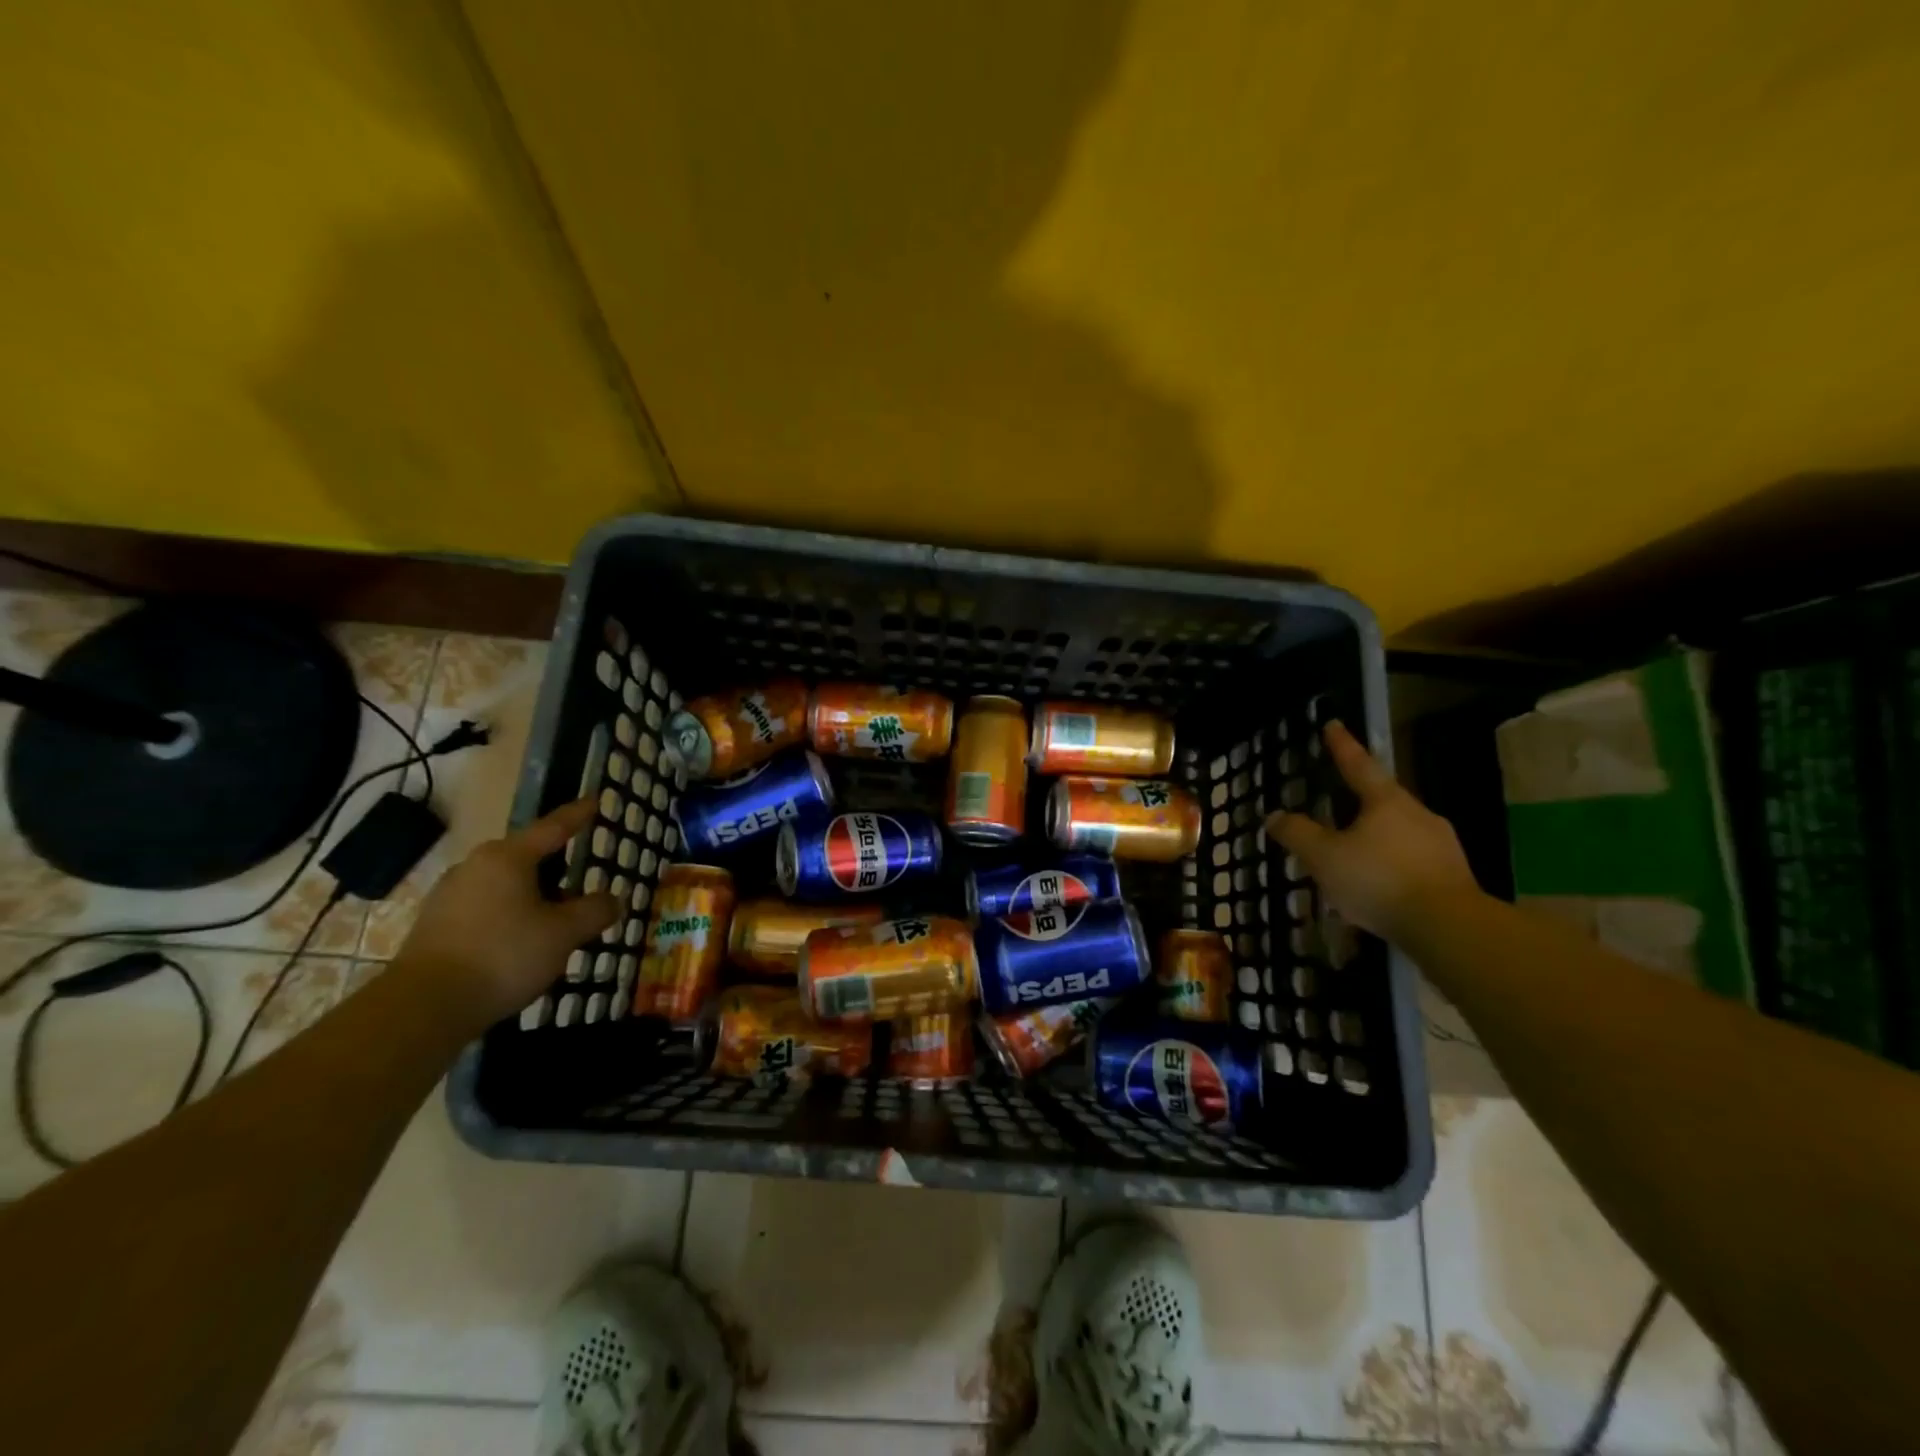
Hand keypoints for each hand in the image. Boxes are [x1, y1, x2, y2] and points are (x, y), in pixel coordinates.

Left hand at [395, 797, 617, 1026]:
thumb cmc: (503, 956)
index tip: (595, 800)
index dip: (578, 815)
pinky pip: (486, 910)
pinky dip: (510, 918)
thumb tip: (613, 900)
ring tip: (556, 923)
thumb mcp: (563, 934)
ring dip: (533, 898)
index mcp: (507, 857)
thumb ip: (594, 911)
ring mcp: (450, 896)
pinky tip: (522, 944)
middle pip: (527, 858)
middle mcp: (475, 866)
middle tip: (582, 881)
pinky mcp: (435, 926)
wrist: (422, 1008)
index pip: (553, 827)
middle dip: (556, 869)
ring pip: (506, 886)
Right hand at [1267, 721, 1478, 942]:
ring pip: (1399, 831)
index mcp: (1386, 802)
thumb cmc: (1379, 880)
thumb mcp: (1324, 857)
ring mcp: (1440, 845)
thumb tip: (1274, 816)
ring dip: (1375, 837)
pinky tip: (1378, 886)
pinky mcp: (1453, 876)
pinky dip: (1391, 865)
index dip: (1342, 746)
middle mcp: (1417, 814)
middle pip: (1383, 798)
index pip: (1358, 765)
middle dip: (1360, 799)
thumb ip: (1297, 834)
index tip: (1333, 725)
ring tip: (1353, 853)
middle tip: (1338, 800)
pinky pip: (1411, 860)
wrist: (1449, 928)